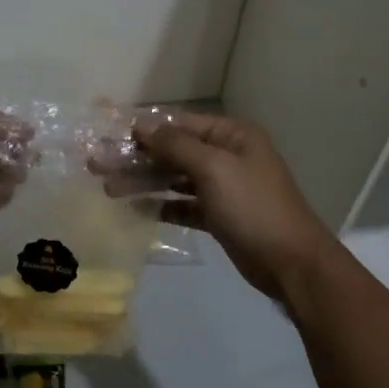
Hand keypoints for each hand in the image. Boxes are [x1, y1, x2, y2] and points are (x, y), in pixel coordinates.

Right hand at [123, 112, 337, 306]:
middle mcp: (227, 156)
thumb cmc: (253, 207)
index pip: (180, 125)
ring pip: (176, 179)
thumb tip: (142, 124)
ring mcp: (224, 188)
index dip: (144, 129)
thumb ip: (176, 145)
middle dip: (137, 158)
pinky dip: (162, 206)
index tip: (108, 135)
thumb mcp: (214, 168)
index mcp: (232, 135)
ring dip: (144, 182)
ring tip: (108, 189)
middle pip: (174, 152)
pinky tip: (136, 209)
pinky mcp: (219, 216)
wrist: (291, 263)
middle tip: (97, 165)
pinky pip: (184, 205)